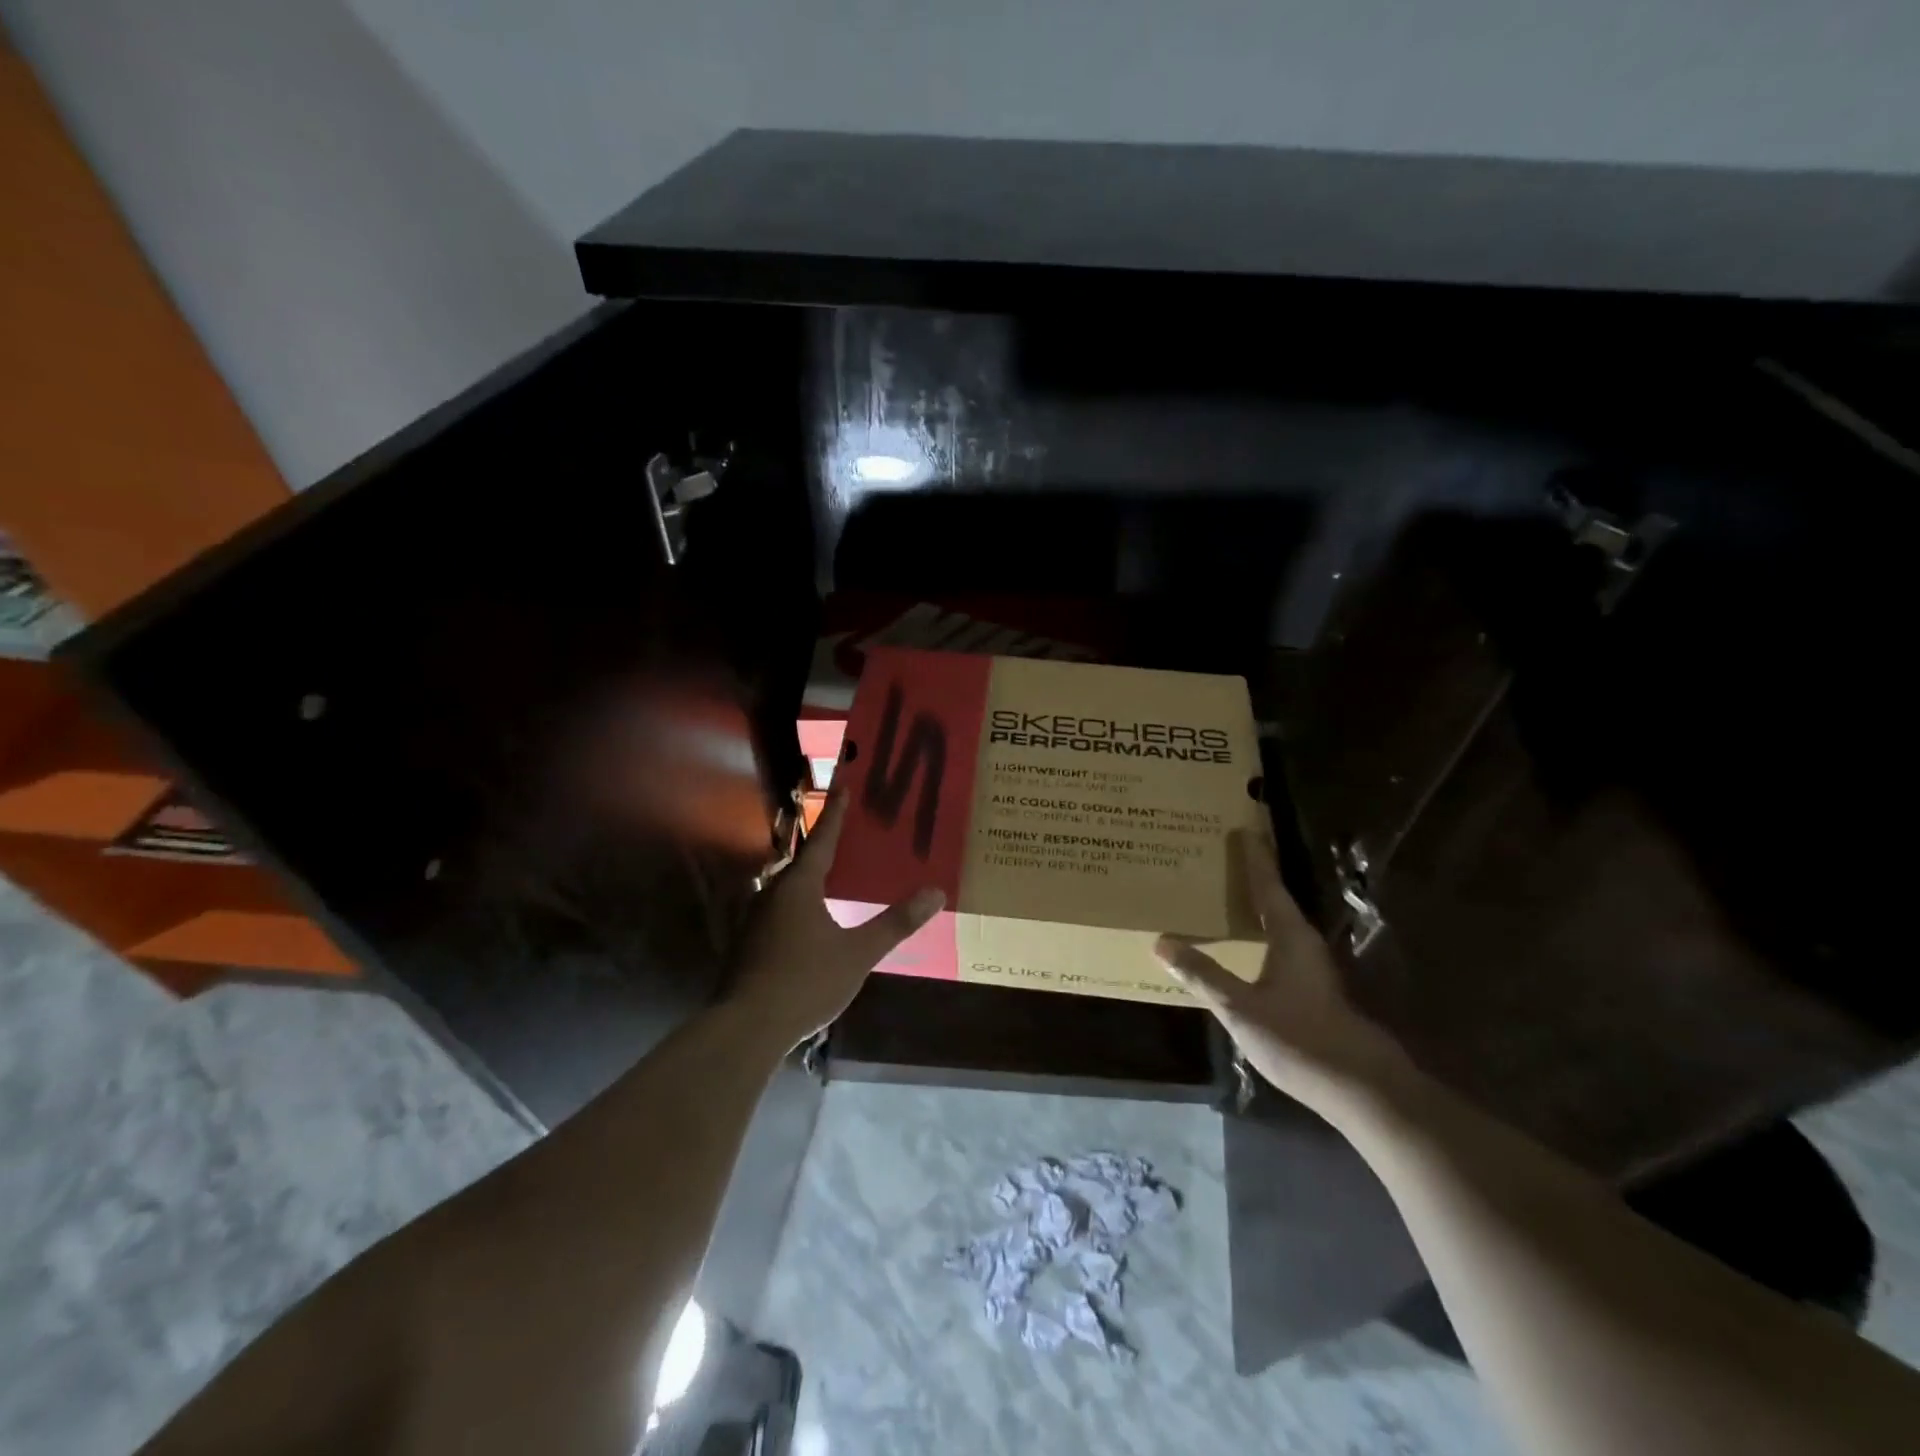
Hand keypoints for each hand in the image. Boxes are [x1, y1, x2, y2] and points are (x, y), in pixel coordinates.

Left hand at [727, 792, 944, 1046]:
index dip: (836, 814)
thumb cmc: (805, 982)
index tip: (845, 787)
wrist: (746, 1028)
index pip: (823, 840)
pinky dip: (800, 904)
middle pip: (803, 861)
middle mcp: (772, 893)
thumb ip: (896, 923)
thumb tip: (936, 892)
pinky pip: (780, 909)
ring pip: (788, 887)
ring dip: (811, 878)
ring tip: (835, 875)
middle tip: (850, 834)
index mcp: (798, 886)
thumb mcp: (858, 954)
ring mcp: (756, 919)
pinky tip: (813, 920)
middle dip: (826, 846)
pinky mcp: (749, 943)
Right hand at [1154, 832, 1406, 1113]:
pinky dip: (1258, 933)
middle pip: (1274, 899)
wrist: (1360, 1087)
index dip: (1253, 858)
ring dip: (1254, 906)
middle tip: (1222, 857)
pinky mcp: (1311, 989)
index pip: (1267, 885)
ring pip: (1277, 924)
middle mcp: (1303, 943)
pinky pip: (1278, 945)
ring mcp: (1310, 968)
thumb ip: (1202, 974)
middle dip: (1250, 877)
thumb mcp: (1240, 1007)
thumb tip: (1161, 942)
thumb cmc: (1300, 1038)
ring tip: (1224, 895)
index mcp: (1290, 936)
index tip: (1241, 830)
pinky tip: (1242, 944)